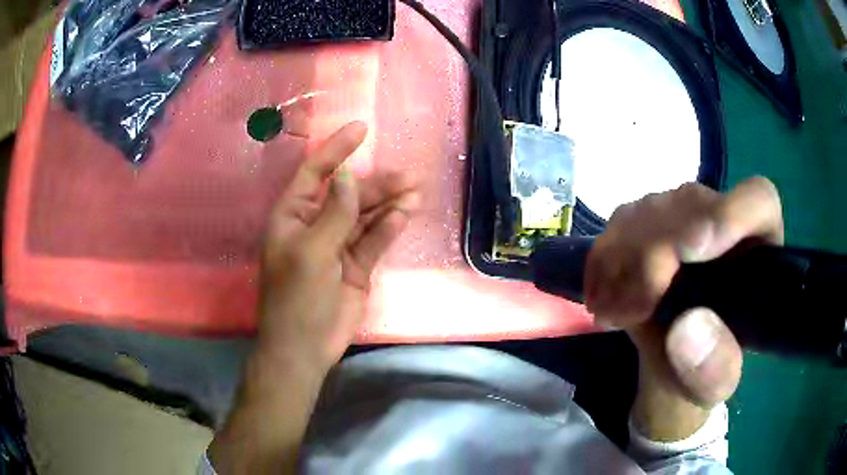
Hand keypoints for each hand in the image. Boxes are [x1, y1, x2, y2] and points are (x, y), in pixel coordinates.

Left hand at [258, 121, 419, 371]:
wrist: (306, 347)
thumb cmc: (297, 298)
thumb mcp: (312, 252)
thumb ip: (333, 213)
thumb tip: (347, 174)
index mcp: (293, 215)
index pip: (316, 172)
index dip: (337, 149)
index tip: (362, 129)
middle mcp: (315, 224)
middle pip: (349, 194)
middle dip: (377, 184)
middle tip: (409, 176)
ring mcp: (338, 245)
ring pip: (366, 216)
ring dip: (389, 204)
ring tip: (415, 192)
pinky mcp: (356, 265)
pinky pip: (375, 240)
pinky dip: (389, 228)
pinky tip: (405, 216)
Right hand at [586, 177, 782, 408]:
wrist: (671, 361)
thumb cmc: (702, 372)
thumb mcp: (713, 386)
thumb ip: (712, 368)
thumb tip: (686, 327)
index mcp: (758, 253)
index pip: (758, 201)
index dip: (729, 215)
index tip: (691, 250)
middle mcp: (724, 221)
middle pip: (692, 206)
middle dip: (656, 254)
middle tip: (631, 310)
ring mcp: (684, 215)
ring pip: (651, 210)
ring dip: (623, 261)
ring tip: (614, 315)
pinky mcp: (649, 219)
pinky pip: (620, 222)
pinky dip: (604, 260)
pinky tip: (602, 297)